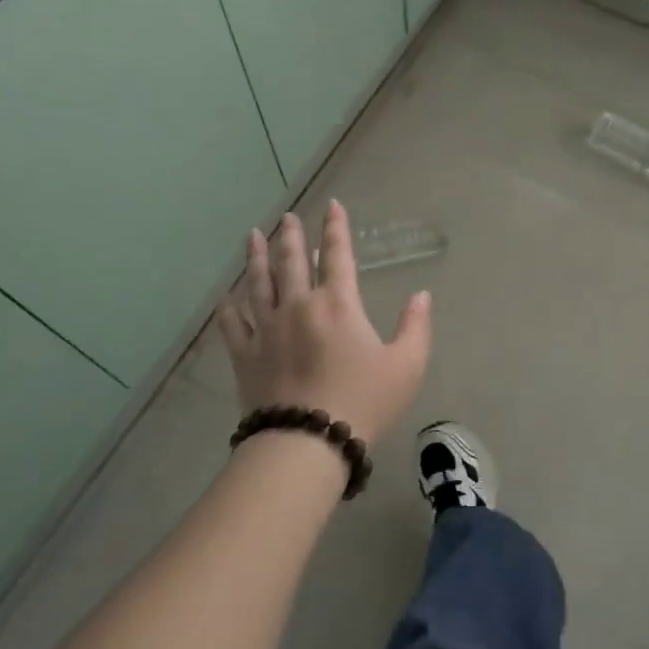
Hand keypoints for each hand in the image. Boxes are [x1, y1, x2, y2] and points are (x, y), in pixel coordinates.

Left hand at [216, 201, 431, 445]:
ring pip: (259, 283)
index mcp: (338, 304)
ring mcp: (267, 329)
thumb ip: (416, 326)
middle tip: (286, 217)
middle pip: (292, 261)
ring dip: (256, 257)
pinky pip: (232, 324)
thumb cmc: (363, 402)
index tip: (332, 205)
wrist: (308, 443)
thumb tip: (421, 295)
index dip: (336, 228)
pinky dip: (229, 308)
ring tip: (252, 237)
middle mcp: (299, 305)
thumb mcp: (406, 366)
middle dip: (290, 235)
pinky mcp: (245, 355)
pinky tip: (226, 297)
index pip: (338, 255)